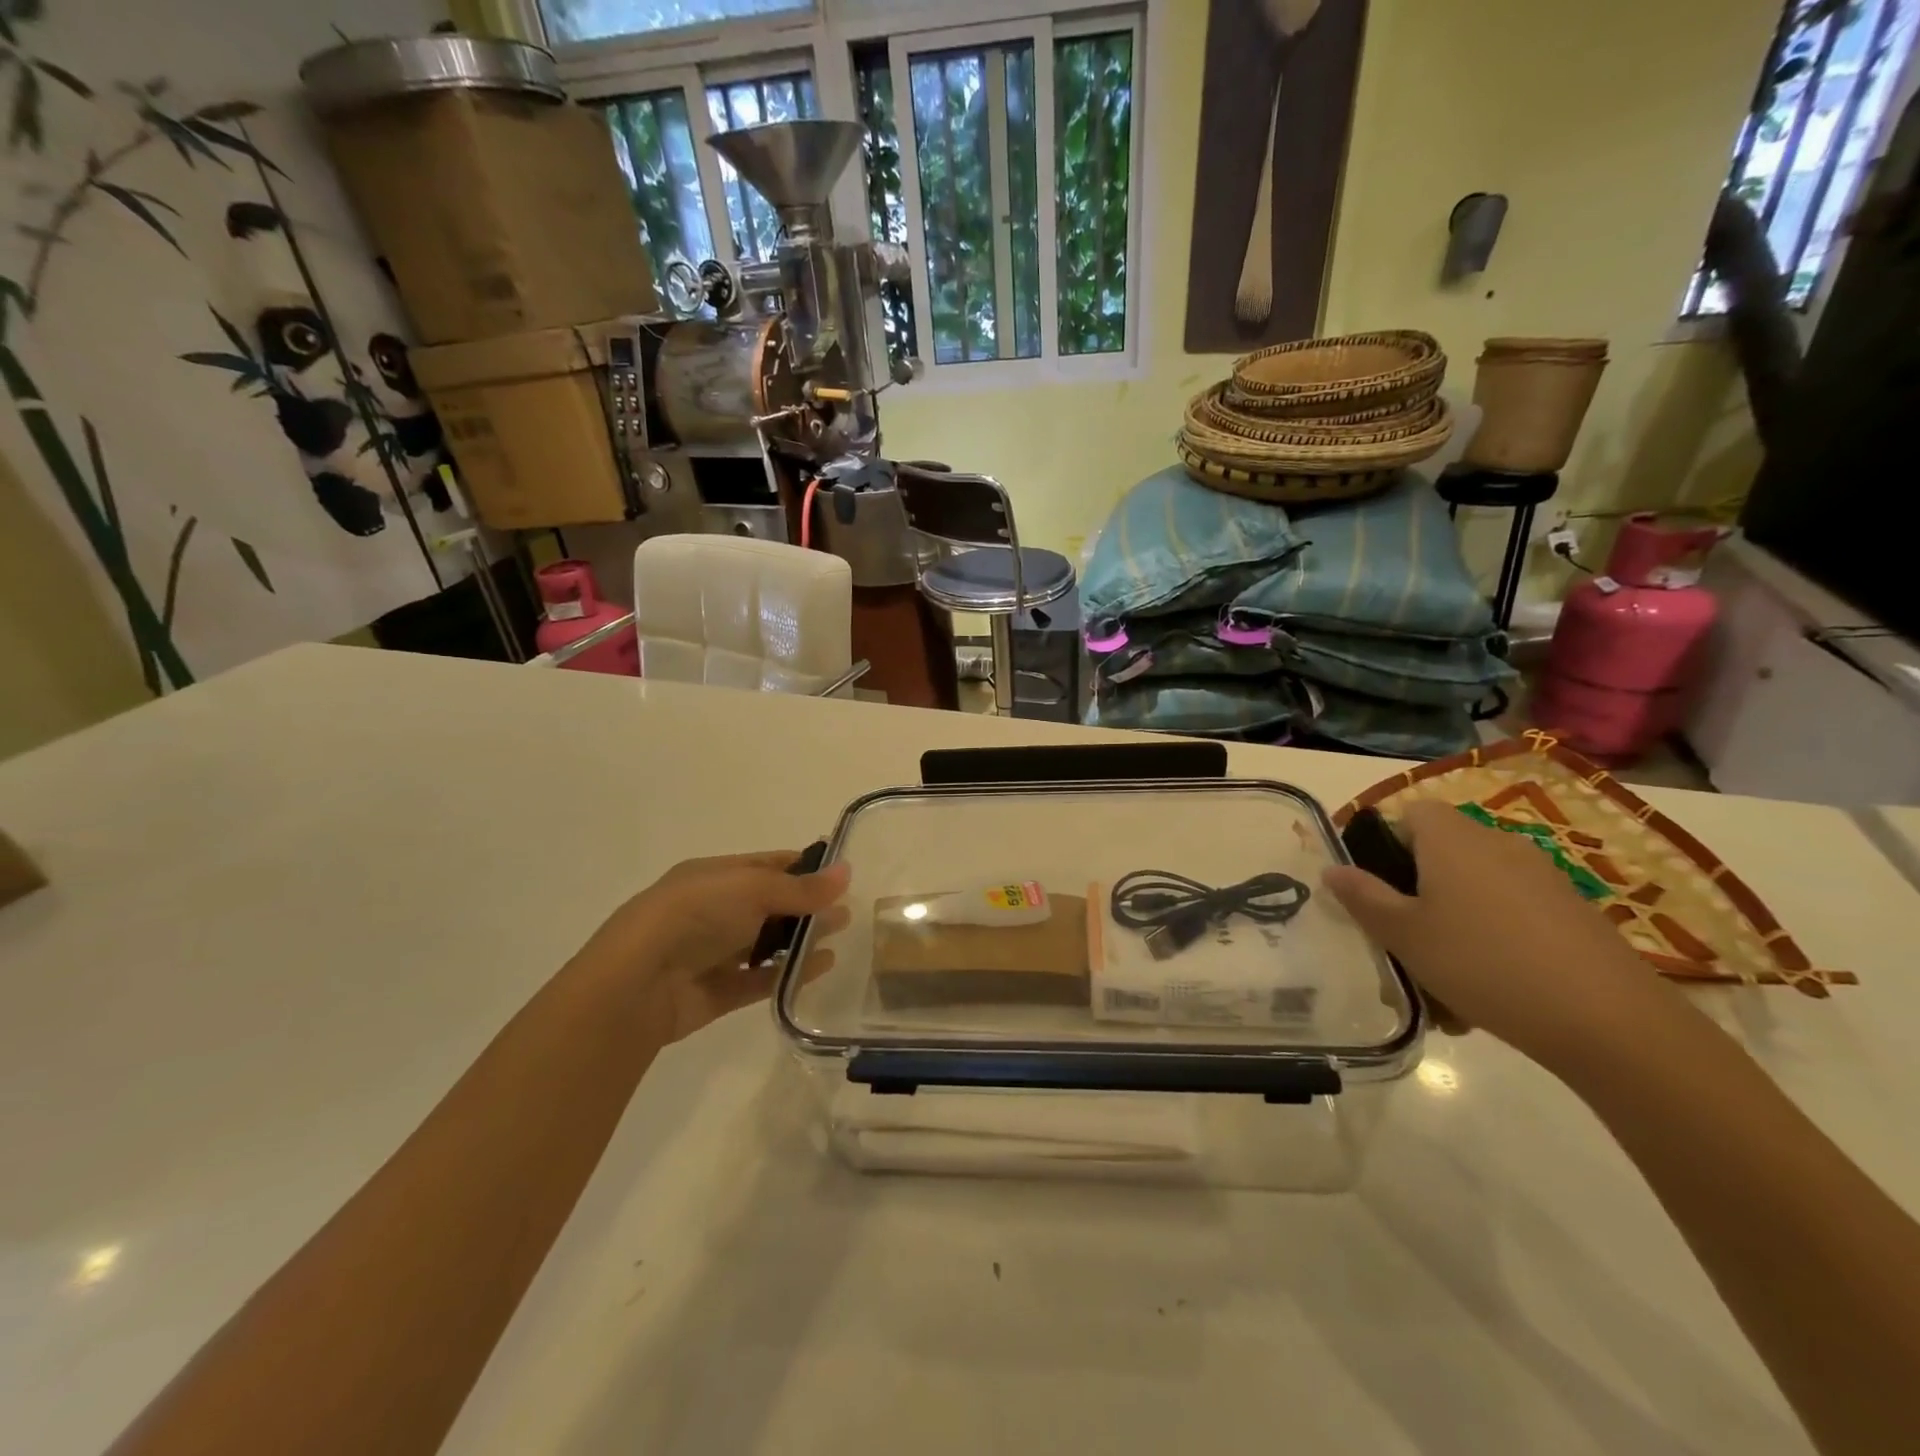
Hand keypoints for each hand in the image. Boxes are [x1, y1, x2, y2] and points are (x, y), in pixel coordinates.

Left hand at [574, 851, 850, 1044]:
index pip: (766, 865)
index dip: (803, 866)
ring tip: (840, 935)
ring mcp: (713, 953)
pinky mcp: (716, 991)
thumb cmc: (694, 916)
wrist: (636, 983)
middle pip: (770, 904)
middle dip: (808, 905)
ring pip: (766, 942)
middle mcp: (712, 910)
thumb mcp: (752, 889)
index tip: (840, 873)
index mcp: (714, 876)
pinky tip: (821, 967)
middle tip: (848, 908)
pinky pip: (761, 979)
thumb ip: (801, 888)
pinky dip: (790, 972)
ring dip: (802, 938)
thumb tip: (847, 871)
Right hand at [1323, 800, 1677, 1072]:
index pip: (1411, 813)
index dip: (1385, 843)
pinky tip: (1488, 996)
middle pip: (1441, 855)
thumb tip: (1332, 868)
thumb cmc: (1482, 962)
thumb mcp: (1404, 934)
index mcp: (1452, 839)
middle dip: (1415, 895)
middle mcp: (1498, 844)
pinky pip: (1512, 918)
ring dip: (1452, 926)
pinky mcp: (1574, 915)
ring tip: (1442, 985)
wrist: (1610, 1021)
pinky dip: (1492, 945)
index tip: (1375, 889)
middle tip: (1401, 943)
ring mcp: (1543, 879)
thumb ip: (1363, 897)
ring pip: (1475, 893)